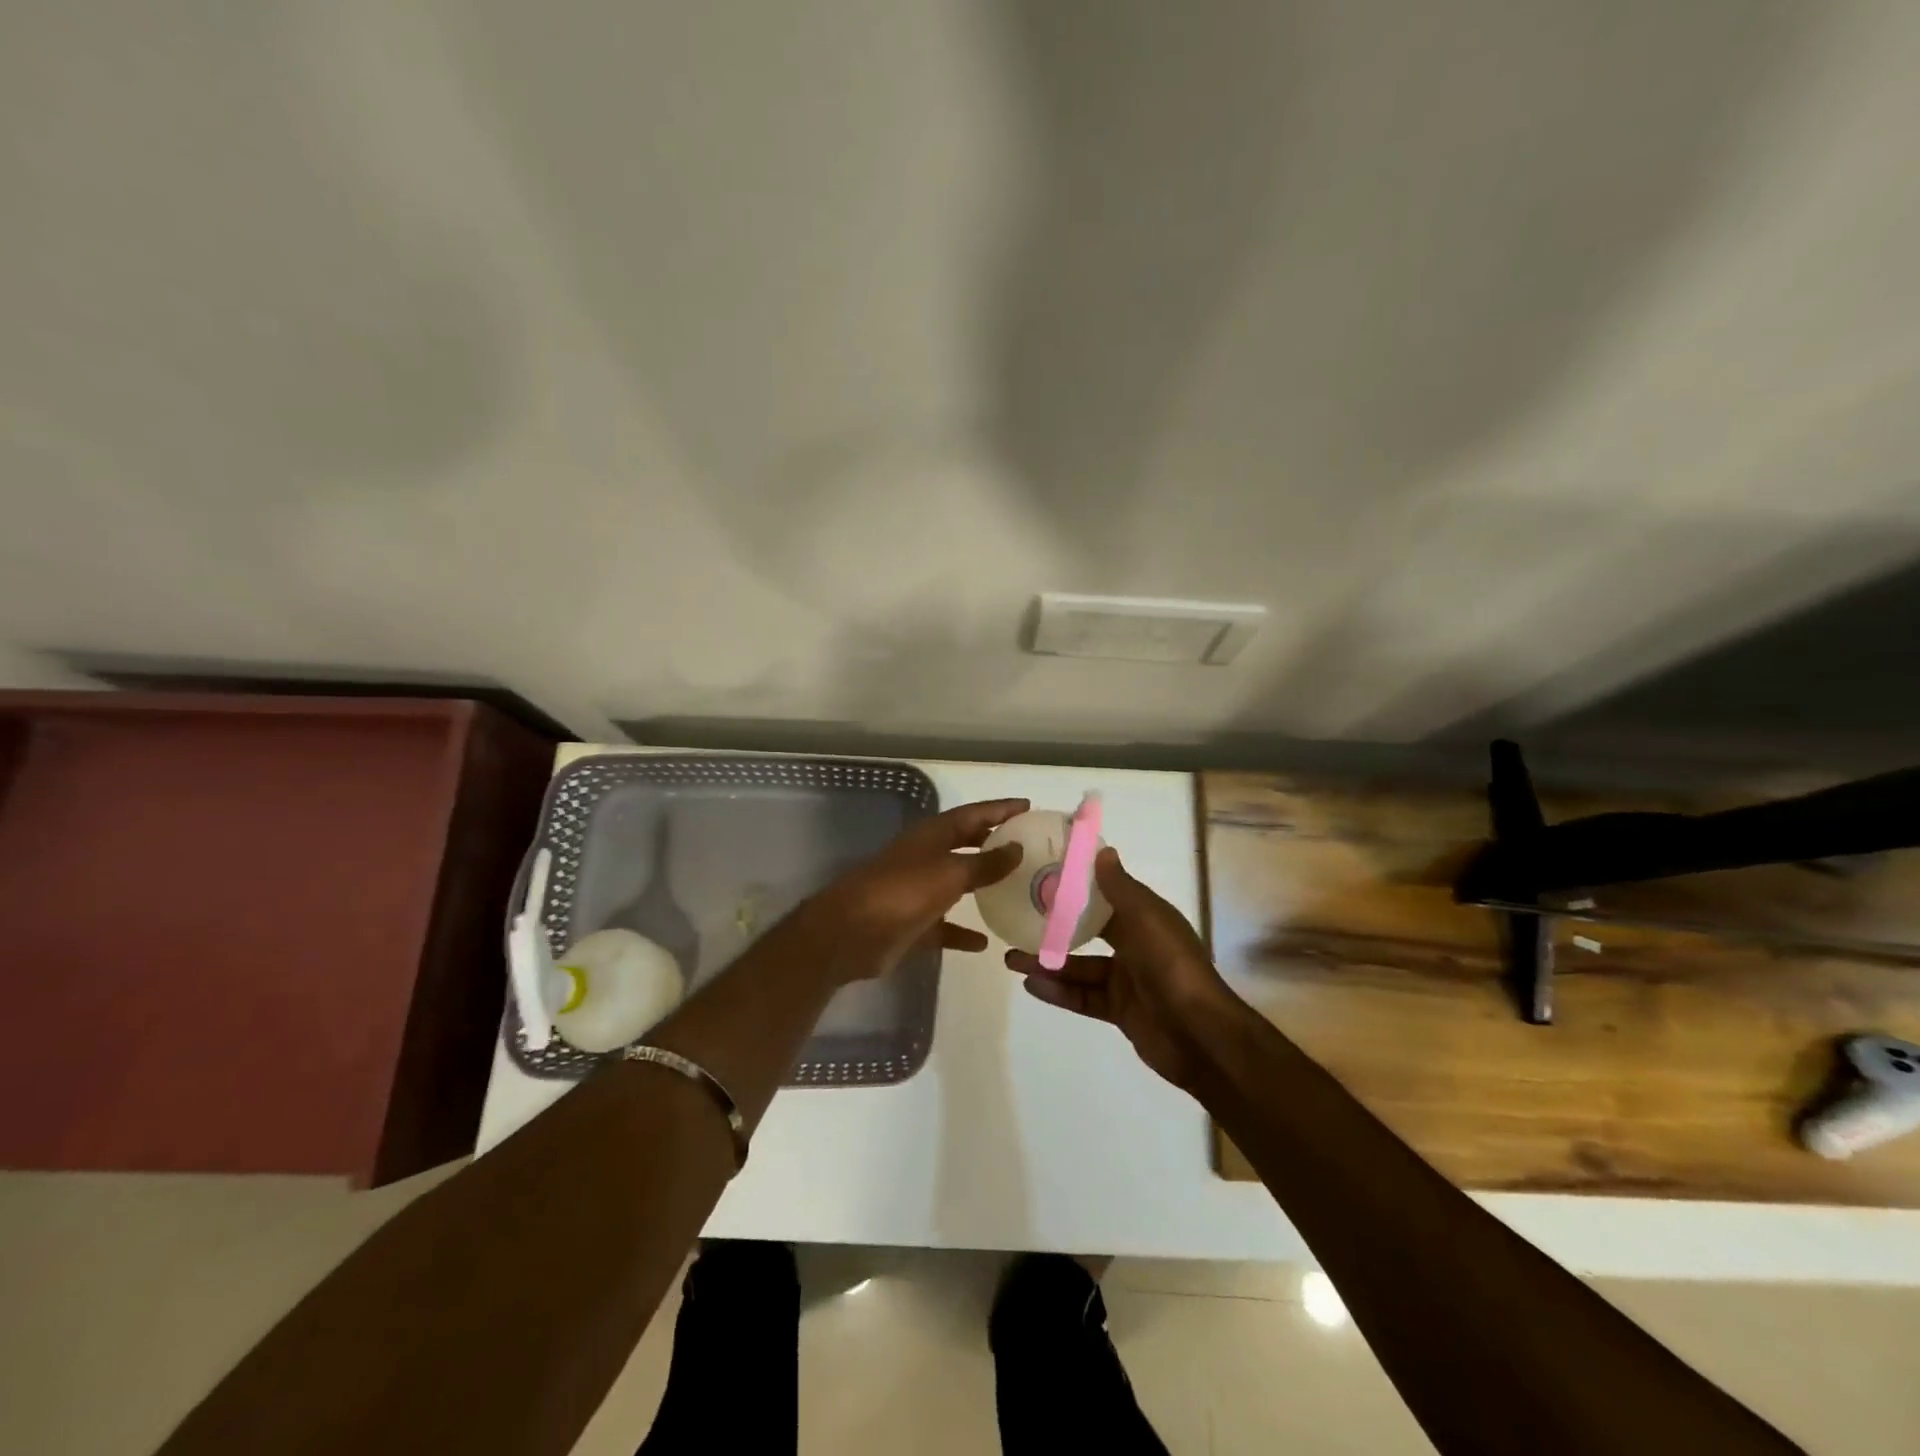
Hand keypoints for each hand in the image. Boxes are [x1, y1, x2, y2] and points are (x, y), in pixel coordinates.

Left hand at [800, 798, 1028, 982]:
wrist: (850, 934)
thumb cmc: (901, 893)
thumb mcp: (949, 873)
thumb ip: (985, 862)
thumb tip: (1016, 847)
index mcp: (932, 836)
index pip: (973, 814)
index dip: (1000, 809)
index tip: (1029, 806)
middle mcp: (926, 858)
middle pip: (965, 844)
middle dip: (993, 842)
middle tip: (1027, 844)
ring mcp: (917, 891)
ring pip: (957, 883)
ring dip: (982, 884)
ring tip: (1015, 887)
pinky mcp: (912, 924)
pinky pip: (945, 926)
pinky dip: (963, 931)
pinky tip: (985, 943)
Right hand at [1006, 847, 1242, 1090]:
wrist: (1200, 1036)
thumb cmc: (1172, 966)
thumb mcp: (1146, 919)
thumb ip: (1120, 888)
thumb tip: (1103, 850)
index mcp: (1147, 919)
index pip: (1108, 896)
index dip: (1080, 886)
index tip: (1046, 876)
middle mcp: (1137, 946)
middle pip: (1089, 932)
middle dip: (1055, 928)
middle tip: (1019, 920)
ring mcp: (1128, 980)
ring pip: (1080, 967)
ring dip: (1048, 963)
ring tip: (1011, 959)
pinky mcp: (1119, 1011)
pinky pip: (1083, 997)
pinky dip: (1059, 991)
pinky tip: (1031, 984)